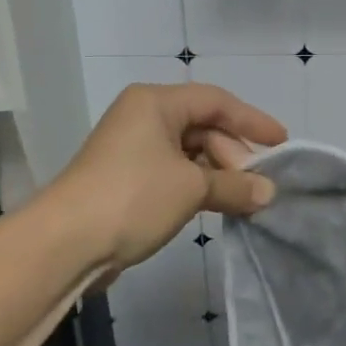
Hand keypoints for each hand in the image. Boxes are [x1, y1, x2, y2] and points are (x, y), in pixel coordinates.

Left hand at [44, 83, 286, 269]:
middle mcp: (143, 118)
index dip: (252, 121)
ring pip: (189, 153)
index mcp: (155, 103)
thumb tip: (268, 193)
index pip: (216, 101)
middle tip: (258, 183)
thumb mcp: (192, 187)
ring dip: (218, 174)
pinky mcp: (126, 180)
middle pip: (203, 127)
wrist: (64, 244)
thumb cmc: (133, 197)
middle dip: (234, 154)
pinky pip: (174, 174)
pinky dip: (198, 186)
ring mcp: (132, 150)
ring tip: (244, 198)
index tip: (281, 143)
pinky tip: (217, 205)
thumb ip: (235, 185)